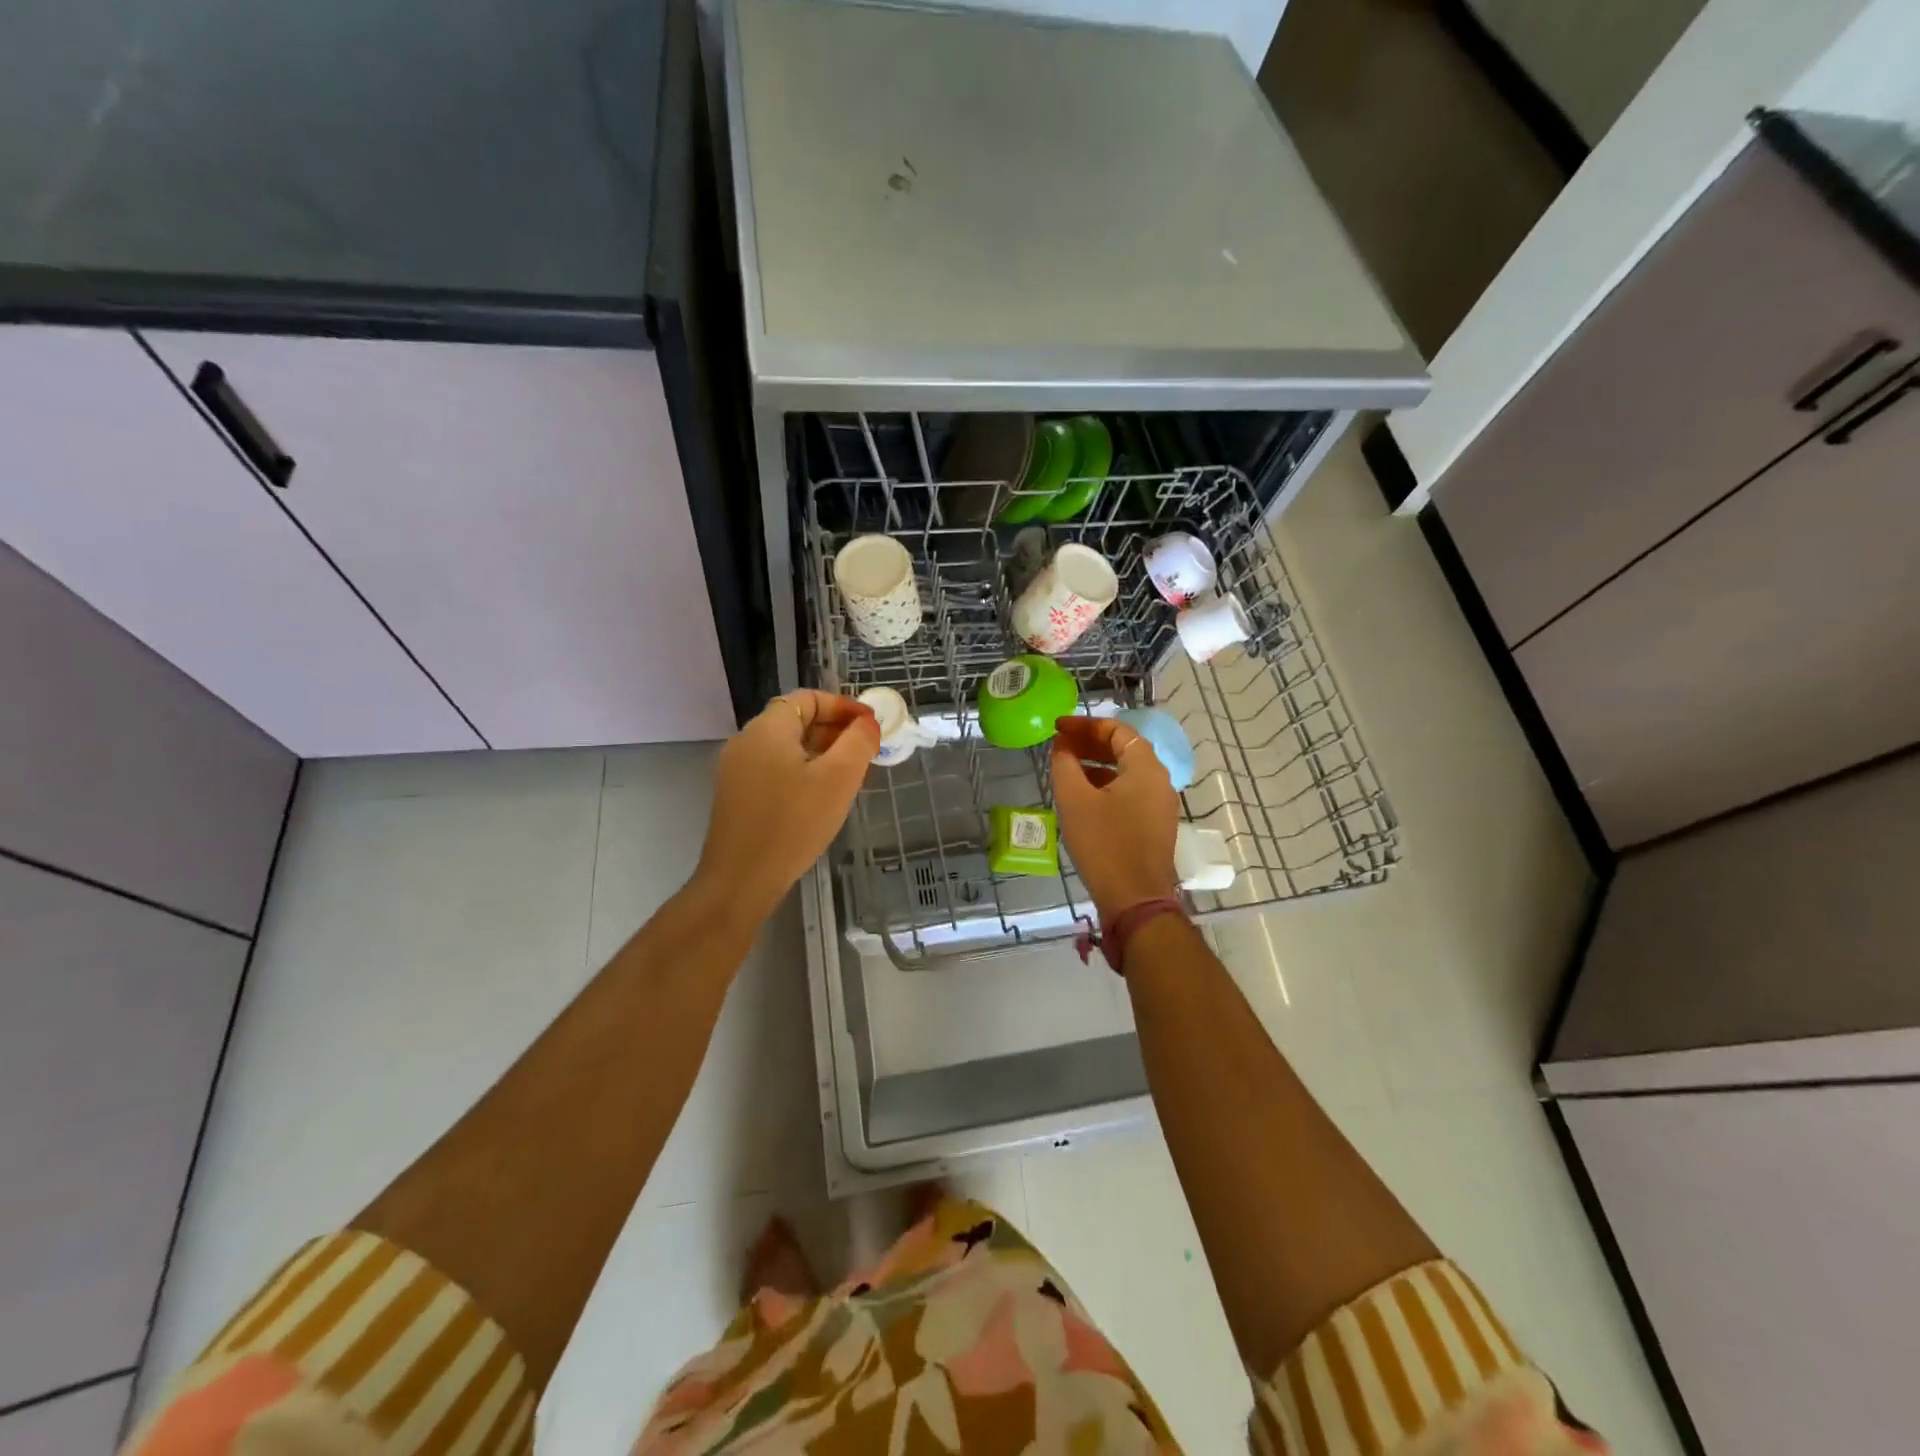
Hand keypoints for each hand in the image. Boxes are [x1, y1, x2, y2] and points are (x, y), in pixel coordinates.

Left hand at [697, 690, 878, 916]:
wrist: (741, 880)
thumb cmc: (793, 823)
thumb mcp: (838, 779)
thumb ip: (858, 742)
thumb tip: (868, 723)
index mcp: (768, 728)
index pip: (808, 698)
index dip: (843, 706)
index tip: (870, 726)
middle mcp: (746, 741)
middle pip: (796, 720)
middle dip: (835, 730)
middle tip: (866, 752)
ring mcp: (736, 770)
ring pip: (786, 748)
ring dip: (821, 753)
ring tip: (850, 776)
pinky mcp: (736, 796)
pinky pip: (774, 769)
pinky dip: (802, 771)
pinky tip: (821, 797)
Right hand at [1051, 715, 1179, 922]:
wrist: (1135, 899)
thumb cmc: (1104, 844)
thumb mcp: (1075, 801)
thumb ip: (1065, 765)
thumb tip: (1061, 746)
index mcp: (1145, 767)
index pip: (1117, 730)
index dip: (1085, 725)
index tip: (1057, 727)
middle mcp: (1159, 781)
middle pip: (1124, 749)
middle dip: (1090, 743)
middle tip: (1059, 744)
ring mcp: (1160, 805)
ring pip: (1127, 772)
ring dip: (1097, 765)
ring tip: (1066, 768)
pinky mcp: (1155, 826)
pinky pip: (1130, 793)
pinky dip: (1106, 786)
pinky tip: (1083, 798)